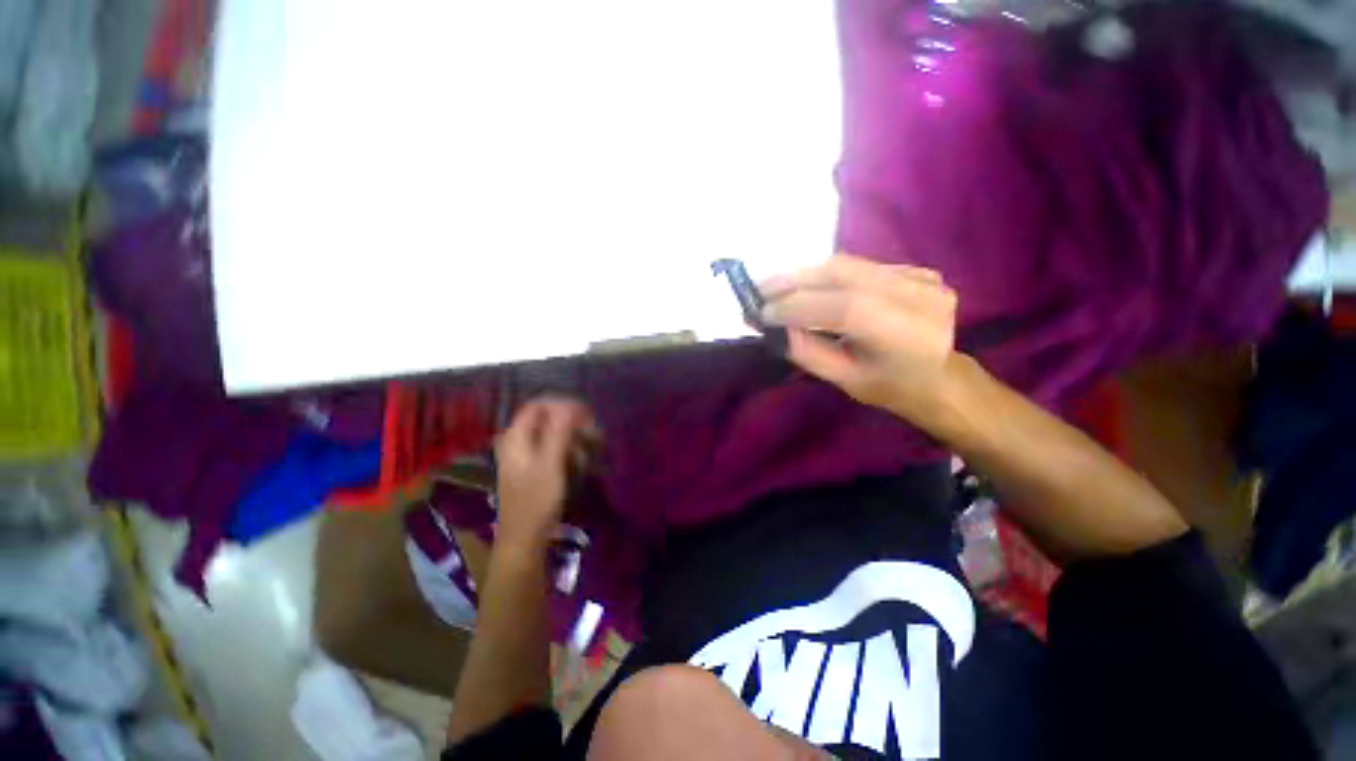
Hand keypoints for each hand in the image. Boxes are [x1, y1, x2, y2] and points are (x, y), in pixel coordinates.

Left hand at [494, 397, 597, 552]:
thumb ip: (558, 432)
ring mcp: (522, 454)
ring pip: (549, 432)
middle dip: (570, 421)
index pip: (538, 405)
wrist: (524, 539)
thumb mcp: (550, 464)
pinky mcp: (530, 466)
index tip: (586, 412)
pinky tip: (579, 457)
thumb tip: (569, 405)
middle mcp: (516, 441)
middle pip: (545, 418)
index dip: (562, 404)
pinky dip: (566, 447)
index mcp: (515, 437)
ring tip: (590, 444)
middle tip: (592, 430)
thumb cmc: (537, 501)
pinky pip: (550, 446)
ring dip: (571, 435)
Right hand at [761, 253, 958, 424]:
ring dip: (806, 275)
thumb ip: (808, 352)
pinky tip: (809, 288)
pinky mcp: (916, 270)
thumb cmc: (889, 387)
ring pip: (849, 265)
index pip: (845, 307)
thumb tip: (775, 326)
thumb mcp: (844, 380)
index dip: (798, 306)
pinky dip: (828, 276)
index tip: (762, 312)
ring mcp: (921, 279)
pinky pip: (860, 268)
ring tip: (775, 286)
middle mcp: (919, 297)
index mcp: (906, 336)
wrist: (938, 378)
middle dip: (794, 280)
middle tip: (760, 290)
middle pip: (844, 273)